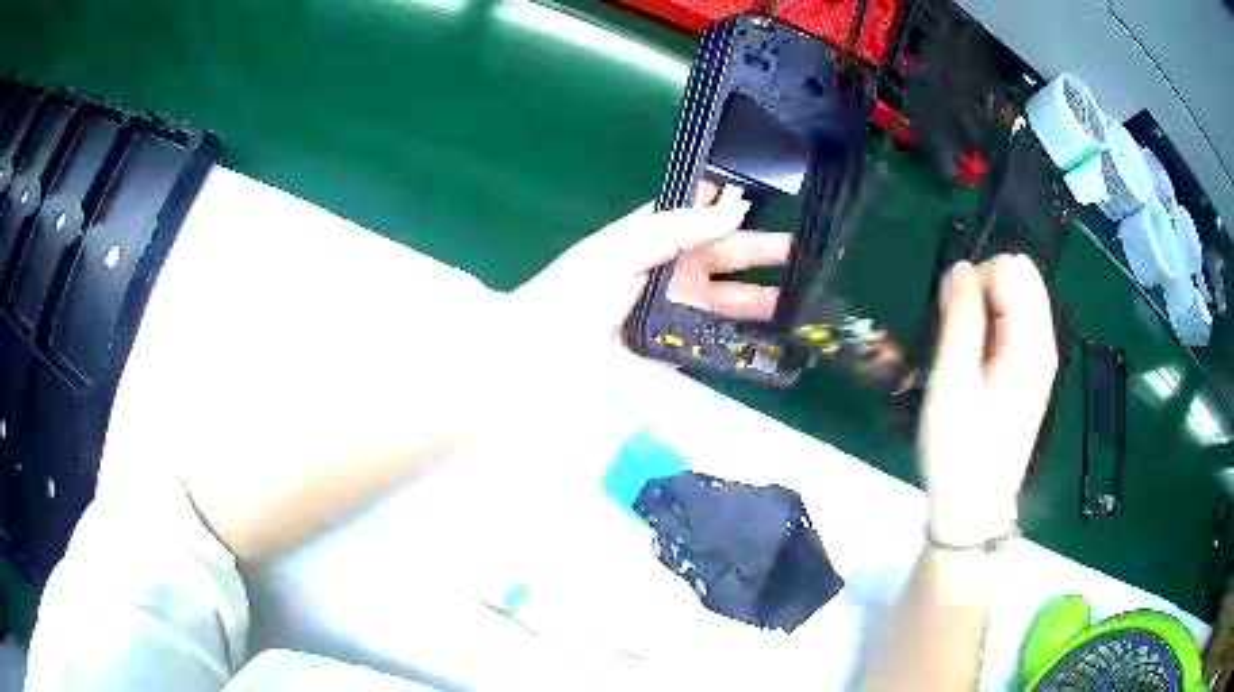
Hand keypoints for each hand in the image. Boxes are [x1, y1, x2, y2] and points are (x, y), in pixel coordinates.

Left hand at [509, 182, 790, 340]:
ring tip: (806, 290)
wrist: (546, 360)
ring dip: (765, 295)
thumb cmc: (577, 293)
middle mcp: (672, 271)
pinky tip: (780, 332)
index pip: (700, 215)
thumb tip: (735, 205)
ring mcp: (679, 311)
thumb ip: (678, 227)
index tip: (775, 196)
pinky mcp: (681, 349)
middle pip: (725, 255)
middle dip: (763, 250)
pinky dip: (749, 336)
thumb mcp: (623, 247)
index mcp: (654, 238)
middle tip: (807, 248)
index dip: (732, 205)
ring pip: (730, 298)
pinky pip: (721, 339)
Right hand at [919, 255, 1057, 546]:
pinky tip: (974, 361)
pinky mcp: (1029, 373)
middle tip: (958, 334)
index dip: (978, 281)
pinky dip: (990, 326)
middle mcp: (1043, 343)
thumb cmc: (960, 451)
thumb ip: (961, 319)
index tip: (955, 320)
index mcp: (1031, 343)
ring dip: (984, 308)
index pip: (1013, 269)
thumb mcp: (952, 383)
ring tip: (963, 352)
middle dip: (983, 288)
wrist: (973, 508)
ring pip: (1016, 297)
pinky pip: (1013, 323)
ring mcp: (1038, 358)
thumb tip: (960, 269)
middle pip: (1020, 276)